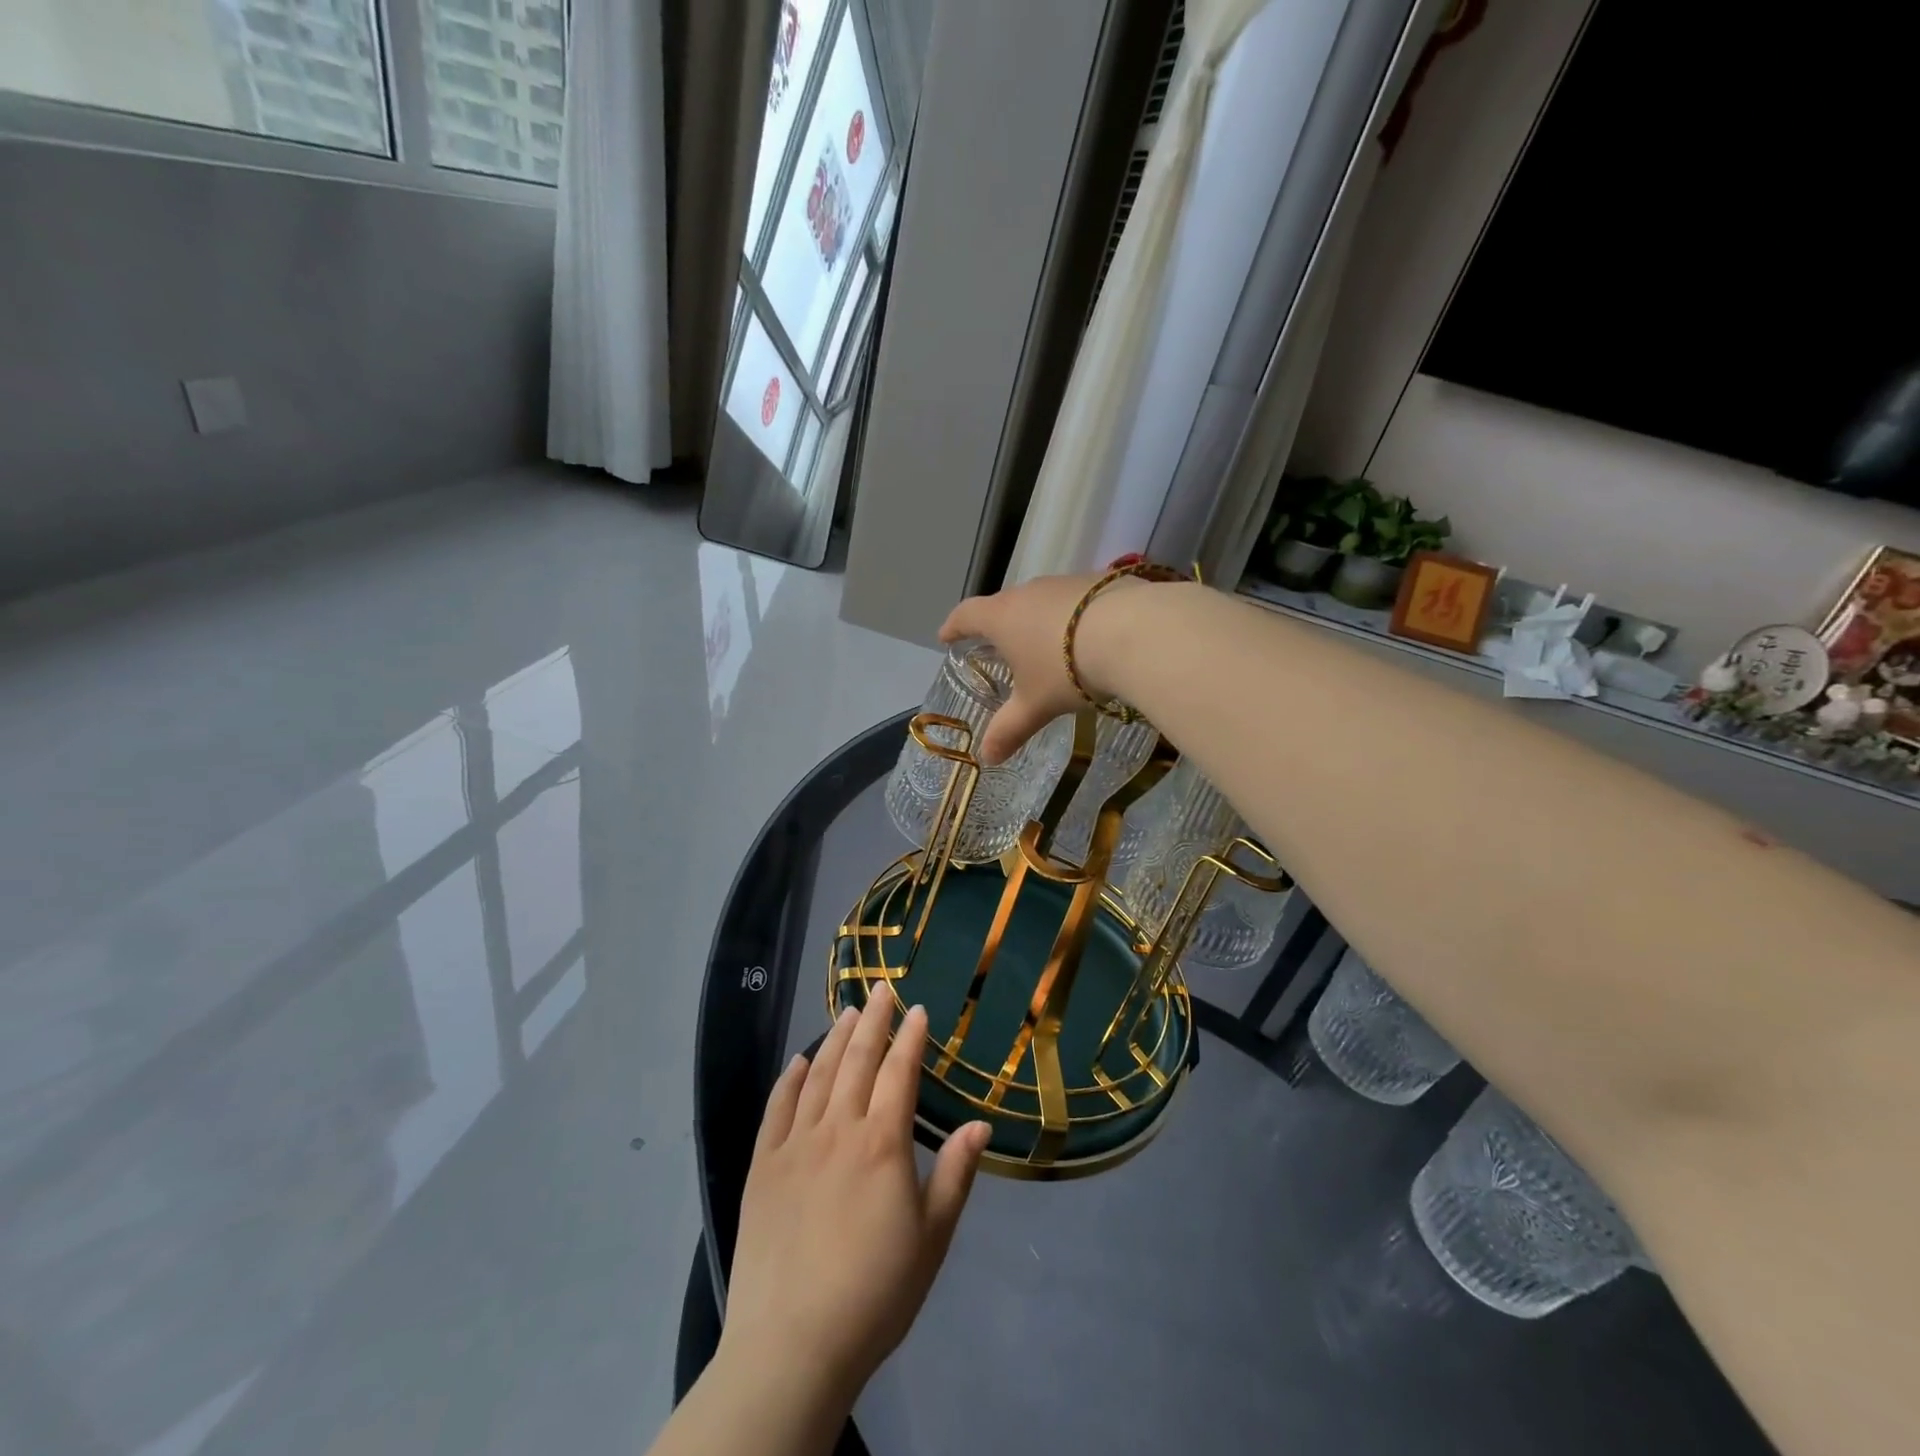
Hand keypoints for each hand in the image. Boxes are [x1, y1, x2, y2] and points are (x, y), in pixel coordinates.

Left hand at [719, 992, 990, 1410]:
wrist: (792, 1345)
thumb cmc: (875, 1293)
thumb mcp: (932, 1238)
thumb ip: (955, 1174)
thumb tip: (981, 1123)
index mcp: (882, 1143)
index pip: (900, 1072)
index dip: (911, 1037)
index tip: (918, 1009)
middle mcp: (838, 1129)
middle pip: (858, 1060)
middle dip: (873, 1020)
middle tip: (880, 989)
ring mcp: (795, 1144)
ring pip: (818, 1075)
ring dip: (834, 1038)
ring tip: (846, 1012)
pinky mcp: (761, 1166)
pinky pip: (777, 1108)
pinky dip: (789, 1078)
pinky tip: (799, 1060)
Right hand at [939, 574, 1112, 763]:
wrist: (1135, 632)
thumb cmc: (1068, 669)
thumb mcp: (1036, 705)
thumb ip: (1010, 729)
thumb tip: (987, 757)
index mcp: (1003, 617)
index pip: (967, 615)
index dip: (954, 626)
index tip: (946, 636)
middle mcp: (1030, 591)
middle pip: (1005, 604)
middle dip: (1000, 624)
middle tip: (1002, 645)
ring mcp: (1067, 582)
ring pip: (1043, 600)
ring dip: (1040, 619)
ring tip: (1049, 644)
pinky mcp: (1102, 580)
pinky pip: (1078, 600)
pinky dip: (1075, 617)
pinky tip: (1091, 636)